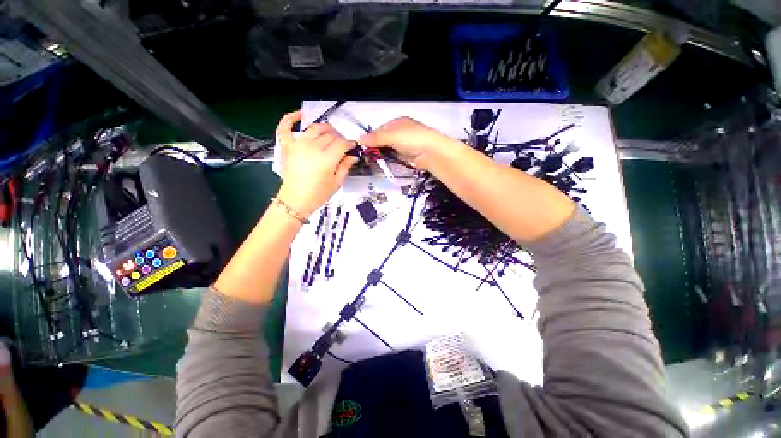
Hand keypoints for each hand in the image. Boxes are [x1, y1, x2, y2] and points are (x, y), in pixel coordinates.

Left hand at [276, 111, 357, 216]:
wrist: (295, 200)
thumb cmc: (318, 194)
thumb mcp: (337, 182)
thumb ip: (346, 166)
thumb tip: (354, 155)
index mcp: (327, 159)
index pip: (342, 143)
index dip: (349, 143)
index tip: (353, 146)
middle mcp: (313, 148)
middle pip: (330, 135)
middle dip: (339, 138)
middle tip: (341, 145)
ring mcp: (298, 145)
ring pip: (315, 128)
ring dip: (324, 129)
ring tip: (329, 134)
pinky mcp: (286, 146)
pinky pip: (286, 127)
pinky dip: (291, 118)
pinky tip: (300, 115)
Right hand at [358, 117, 456, 169]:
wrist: (431, 152)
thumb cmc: (412, 139)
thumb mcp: (392, 136)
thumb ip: (376, 138)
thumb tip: (359, 139)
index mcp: (398, 122)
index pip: (380, 129)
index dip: (371, 137)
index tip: (363, 146)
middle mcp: (402, 132)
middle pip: (384, 139)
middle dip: (376, 147)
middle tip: (368, 155)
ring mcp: (406, 144)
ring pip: (389, 149)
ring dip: (382, 154)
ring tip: (374, 160)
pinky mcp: (409, 156)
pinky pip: (395, 157)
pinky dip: (389, 159)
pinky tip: (384, 163)